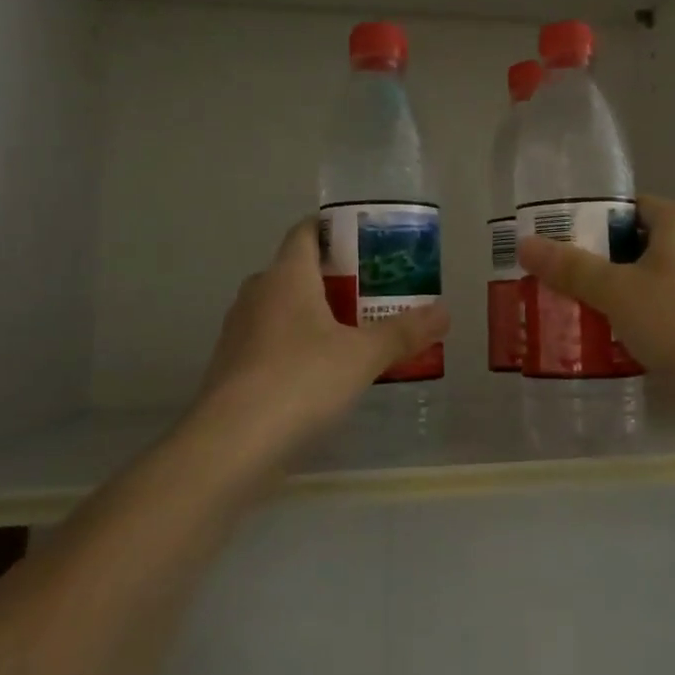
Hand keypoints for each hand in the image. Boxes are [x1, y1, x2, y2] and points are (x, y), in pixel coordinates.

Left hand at [194, 218, 448, 452]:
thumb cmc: (301, 381)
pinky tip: (323, 371)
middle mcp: (258, 293)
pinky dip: (298, 344)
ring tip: (357, 331)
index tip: (369, 241)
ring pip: (284, 308)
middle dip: (336, 277)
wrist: (230, 445)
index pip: (306, 231)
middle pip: (298, 270)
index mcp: (286, 275)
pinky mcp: (232, 366)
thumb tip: (444, 312)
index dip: (336, 229)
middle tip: (376, 291)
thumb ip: (403, 332)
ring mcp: (239, 330)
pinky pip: (272, 340)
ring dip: (317, 314)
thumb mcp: (363, 356)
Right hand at [518, 196, 674, 392]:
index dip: (587, 224)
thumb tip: (525, 244)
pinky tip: (609, 344)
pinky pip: (665, 312)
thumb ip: (571, 268)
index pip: (625, 209)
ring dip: (614, 298)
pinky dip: (638, 322)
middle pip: (633, 247)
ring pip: (648, 283)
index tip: (554, 246)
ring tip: (573, 316)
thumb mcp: (617, 291)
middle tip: (555, 285)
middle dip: (595, 267)